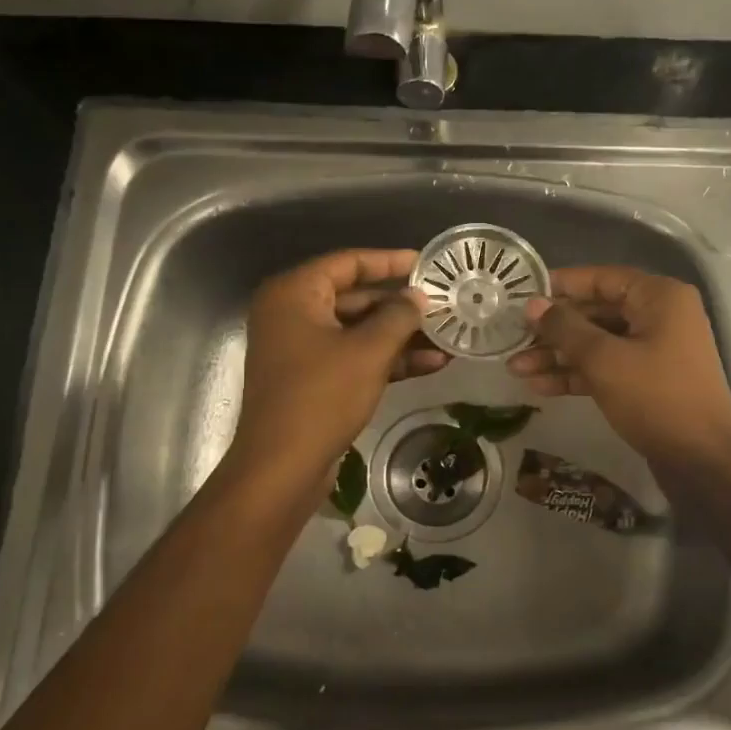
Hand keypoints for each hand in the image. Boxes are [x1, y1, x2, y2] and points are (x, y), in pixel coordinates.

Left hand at [230, 249, 446, 482]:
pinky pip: (354, 357)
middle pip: (355, 298)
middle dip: (402, 306)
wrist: (282, 468)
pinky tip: (430, 364)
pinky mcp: (312, 380)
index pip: (348, 263)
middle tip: (444, 304)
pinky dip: (387, 359)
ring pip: (358, 331)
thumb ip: (398, 316)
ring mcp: (301, 349)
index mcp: (294, 294)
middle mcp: (293, 314)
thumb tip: (418, 297)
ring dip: (401, 336)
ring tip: (448, 337)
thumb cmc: (321, 397)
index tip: (427, 263)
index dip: (390, 261)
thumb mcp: (368, 351)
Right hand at [506, 266, 730, 470]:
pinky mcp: (647, 381)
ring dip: (558, 356)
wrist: (701, 460)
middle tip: (512, 337)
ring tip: (515, 369)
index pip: (602, 279)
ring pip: (598, 343)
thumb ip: (565, 329)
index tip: (523, 294)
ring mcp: (655, 350)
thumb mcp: (604, 360)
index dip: (561, 285)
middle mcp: (660, 316)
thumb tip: (532, 304)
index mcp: (659, 298)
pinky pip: (606, 367)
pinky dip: (576, 374)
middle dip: (554, 329)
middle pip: (597, 312)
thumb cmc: (656, 398)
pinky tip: (540, 386)